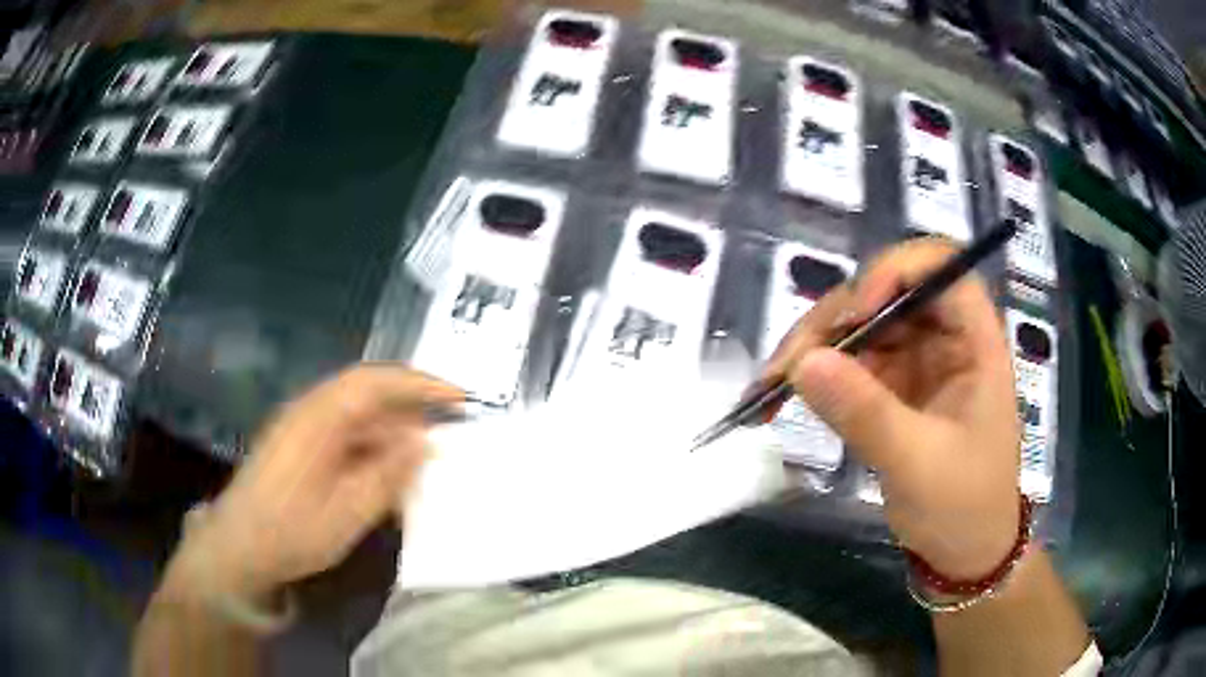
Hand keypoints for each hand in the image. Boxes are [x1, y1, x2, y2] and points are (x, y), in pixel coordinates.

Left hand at [165, 365, 461, 599]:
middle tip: (453, 419)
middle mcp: (310, 412)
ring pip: (358, 413)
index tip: (460, 398)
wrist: (239, 548)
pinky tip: (391, 469)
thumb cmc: (291, 531)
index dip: (420, 384)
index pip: (376, 382)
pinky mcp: (300, 447)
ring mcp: (303, 428)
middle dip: (413, 400)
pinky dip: (375, 444)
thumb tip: (425, 442)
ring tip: (429, 449)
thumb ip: (388, 474)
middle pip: (368, 390)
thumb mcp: (347, 512)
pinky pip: (346, 433)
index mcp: (319, 418)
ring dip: (394, 426)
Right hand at [765, 238, 1020, 580]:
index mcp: (974, 343)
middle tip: (786, 365)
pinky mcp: (890, 388)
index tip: (856, 313)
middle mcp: (944, 339)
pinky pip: (847, 364)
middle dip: (833, 320)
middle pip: (885, 294)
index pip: (941, 269)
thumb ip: (865, 413)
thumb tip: (802, 363)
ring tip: (769, 387)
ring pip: (858, 326)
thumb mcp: (917, 463)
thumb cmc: (963, 507)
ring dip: (812, 348)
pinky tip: (779, 396)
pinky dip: (812, 376)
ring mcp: (915, 362)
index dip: (896, 272)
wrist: (962, 553)